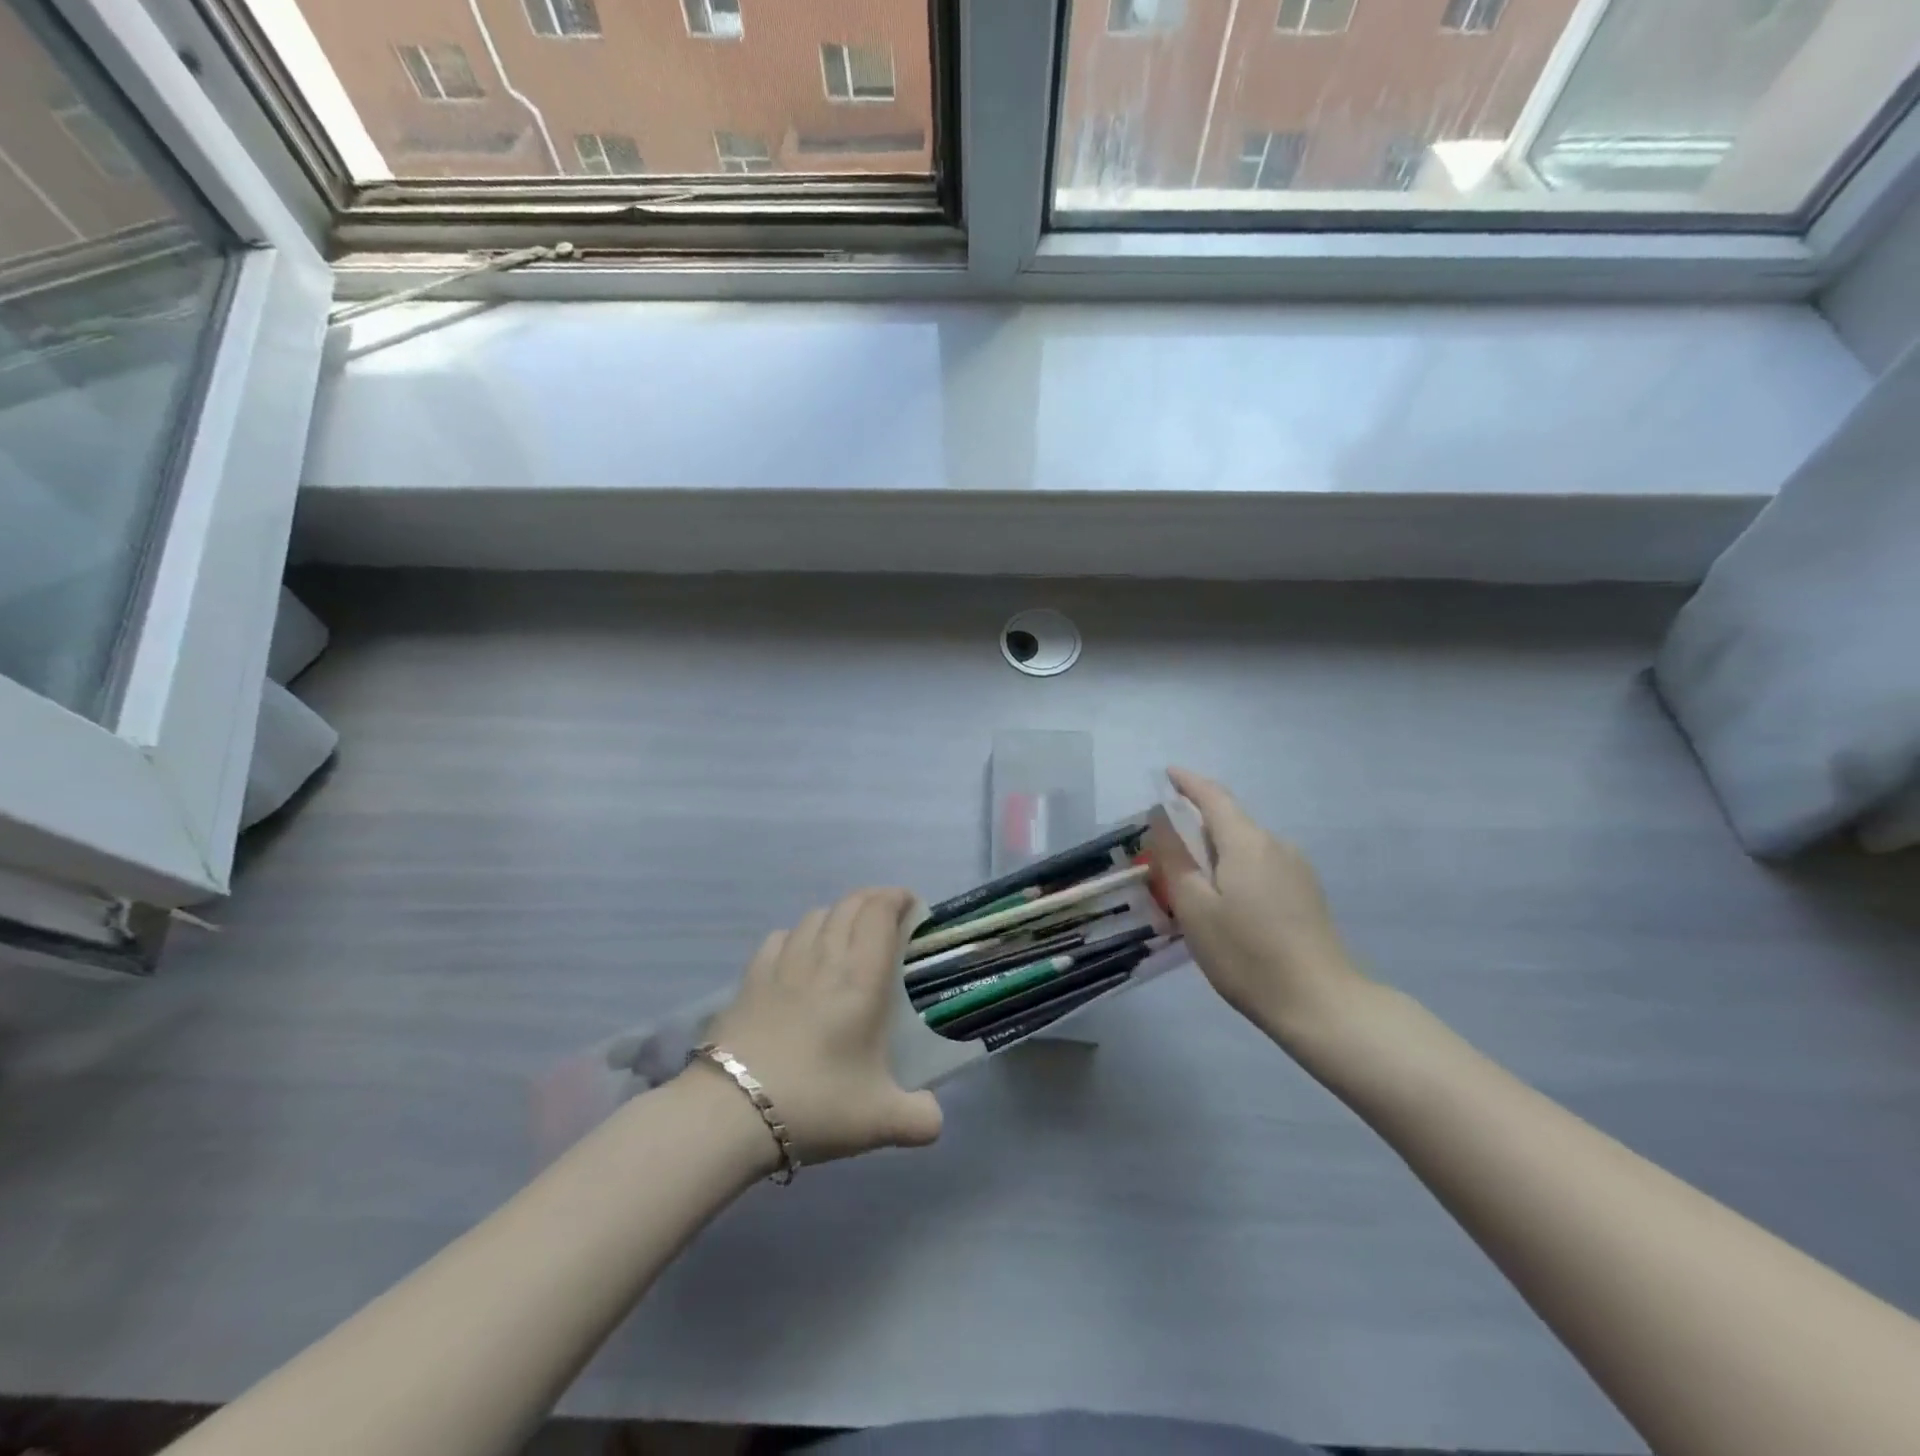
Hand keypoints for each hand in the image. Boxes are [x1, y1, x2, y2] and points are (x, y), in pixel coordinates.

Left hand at [697, 888, 942, 1165]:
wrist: (732, 1111)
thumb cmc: (816, 1102)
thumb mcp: (880, 1120)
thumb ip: (919, 1120)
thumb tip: (935, 1121)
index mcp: (862, 978)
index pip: (879, 913)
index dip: (897, 898)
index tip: (911, 904)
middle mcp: (824, 958)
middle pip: (849, 905)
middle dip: (872, 900)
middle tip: (888, 915)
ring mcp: (783, 965)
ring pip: (814, 916)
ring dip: (837, 914)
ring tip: (847, 932)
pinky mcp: (751, 979)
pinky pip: (780, 937)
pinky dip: (798, 935)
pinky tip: (799, 954)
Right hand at [1154, 768, 1369, 1041]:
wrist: (1321, 1004)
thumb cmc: (1246, 955)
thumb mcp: (1194, 908)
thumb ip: (1174, 858)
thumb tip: (1161, 818)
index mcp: (1247, 842)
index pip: (1212, 796)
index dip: (1187, 782)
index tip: (1166, 774)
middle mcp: (1276, 844)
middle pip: (1229, 821)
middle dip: (1196, 826)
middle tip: (1164, 853)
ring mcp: (1297, 869)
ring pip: (1245, 847)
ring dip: (1215, 853)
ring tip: (1192, 888)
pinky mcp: (1307, 893)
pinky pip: (1261, 866)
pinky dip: (1235, 871)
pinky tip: (1226, 905)